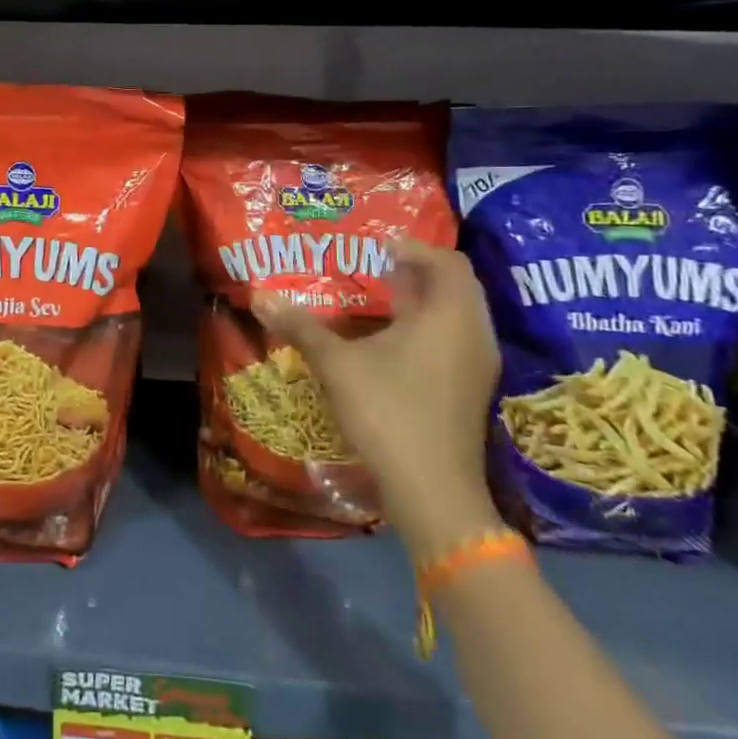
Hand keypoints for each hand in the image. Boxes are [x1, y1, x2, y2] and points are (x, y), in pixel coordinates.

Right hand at [253, 237, 502, 562]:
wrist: (434, 492)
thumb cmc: (389, 413)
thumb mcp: (337, 365)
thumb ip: (302, 327)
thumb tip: (260, 296)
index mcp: (448, 315)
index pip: (446, 260)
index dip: (413, 246)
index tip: (376, 246)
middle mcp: (473, 332)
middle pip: (457, 283)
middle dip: (420, 269)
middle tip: (378, 266)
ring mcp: (477, 364)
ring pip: (459, 313)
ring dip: (426, 298)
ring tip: (384, 296)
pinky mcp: (471, 389)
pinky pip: (457, 338)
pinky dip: (431, 325)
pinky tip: (395, 339)